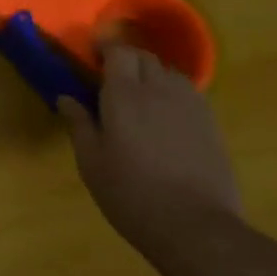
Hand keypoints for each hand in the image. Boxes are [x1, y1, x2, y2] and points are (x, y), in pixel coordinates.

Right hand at [61, 44, 241, 252]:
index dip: (105, 48)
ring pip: (169, 73)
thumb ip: (78, 124)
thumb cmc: (132, 193)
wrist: (196, 227)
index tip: (91, 56)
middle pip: (145, 57)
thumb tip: (65, 98)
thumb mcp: (91, 162)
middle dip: (127, 60)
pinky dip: (172, 94)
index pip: (118, 51)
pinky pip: (189, 94)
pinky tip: (165, 118)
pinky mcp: (211, 125)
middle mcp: (159, 90)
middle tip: (110, 79)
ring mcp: (190, 106)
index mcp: (125, 94)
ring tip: (140, 96)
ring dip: (152, 75)